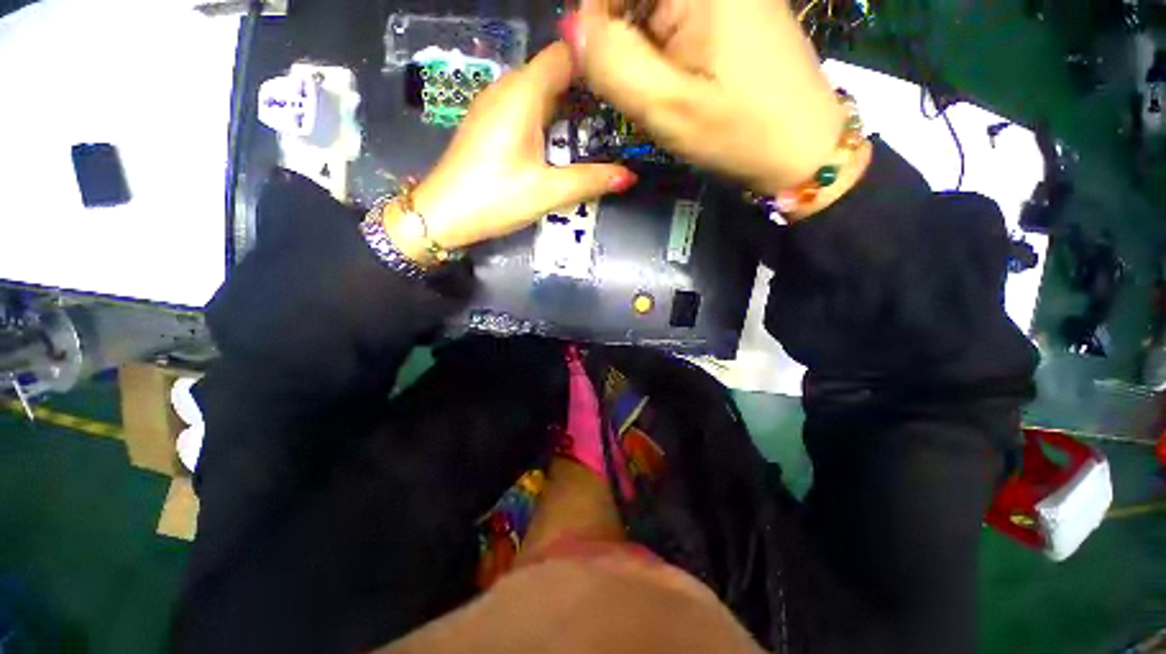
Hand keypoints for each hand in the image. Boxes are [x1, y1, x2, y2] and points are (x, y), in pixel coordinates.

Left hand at [387, 42, 636, 259]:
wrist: (442, 214)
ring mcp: (493, 103)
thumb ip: (590, 181)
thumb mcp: (547, 192)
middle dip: (585, 86)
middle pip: (553, 69)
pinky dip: (547, 113)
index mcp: (522, 94)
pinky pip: (524, 103)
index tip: (621, 86)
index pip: (565, 54)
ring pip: (538, 87)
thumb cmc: (494, 199)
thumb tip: (629, 177)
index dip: (594, 63)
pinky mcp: (488, 121)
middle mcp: (506, 87)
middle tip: (616, 112)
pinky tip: (559, 138)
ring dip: (566, 101)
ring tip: (595, 126)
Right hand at [562, 0, 869, 212]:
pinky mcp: (731, 13)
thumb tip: (572, 28)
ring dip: (640, 49)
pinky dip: (660, 52)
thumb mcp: (667, 107)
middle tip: (633, 87)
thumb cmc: (739, 133)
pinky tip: (674, 83)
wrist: (802, 150)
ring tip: (657, 90)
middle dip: (620, 39)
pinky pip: (674, 21)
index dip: (595, 17)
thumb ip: (613, 63)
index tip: (598, 66)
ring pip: (651, 11)